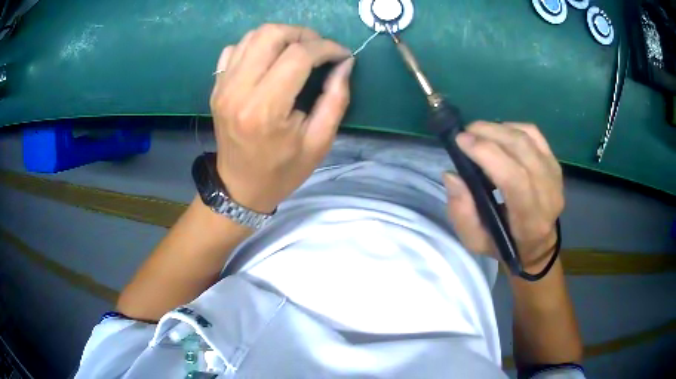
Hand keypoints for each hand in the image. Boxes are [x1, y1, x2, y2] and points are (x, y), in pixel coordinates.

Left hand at [209, 24, 353, 212]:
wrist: (240, 187)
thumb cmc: (282, 170)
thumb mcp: (319, 142)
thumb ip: (336, 99)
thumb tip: (344, 63)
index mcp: (265, 109)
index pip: (298, 55)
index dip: (326, 48)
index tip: (342, 54)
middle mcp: (238, 90)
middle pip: (271, 35)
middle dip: (302, 34)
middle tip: (319, 49)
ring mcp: (222, 87)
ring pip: (252, 36)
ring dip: (281, 36)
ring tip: (299, 50)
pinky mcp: (216, 87)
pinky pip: (234, 49)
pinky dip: (256, 46)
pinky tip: (270, 60)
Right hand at [443, 122, 563, 270]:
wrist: (537, 244)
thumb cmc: (504, 245)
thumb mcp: (475, 241)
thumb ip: (461, 212)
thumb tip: (452, 175)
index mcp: (530, 220)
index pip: (514, 178)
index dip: (487, 153)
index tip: (461, 141)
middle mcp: (548, 195)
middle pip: (521, 150)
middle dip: (489, 133)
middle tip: (466, 132)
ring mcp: (554, 176)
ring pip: (527, 137)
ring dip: (499, 128)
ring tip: (478, 132)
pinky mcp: (555, 164)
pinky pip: (534, 134)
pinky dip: (513, 127)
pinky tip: (499, 133)